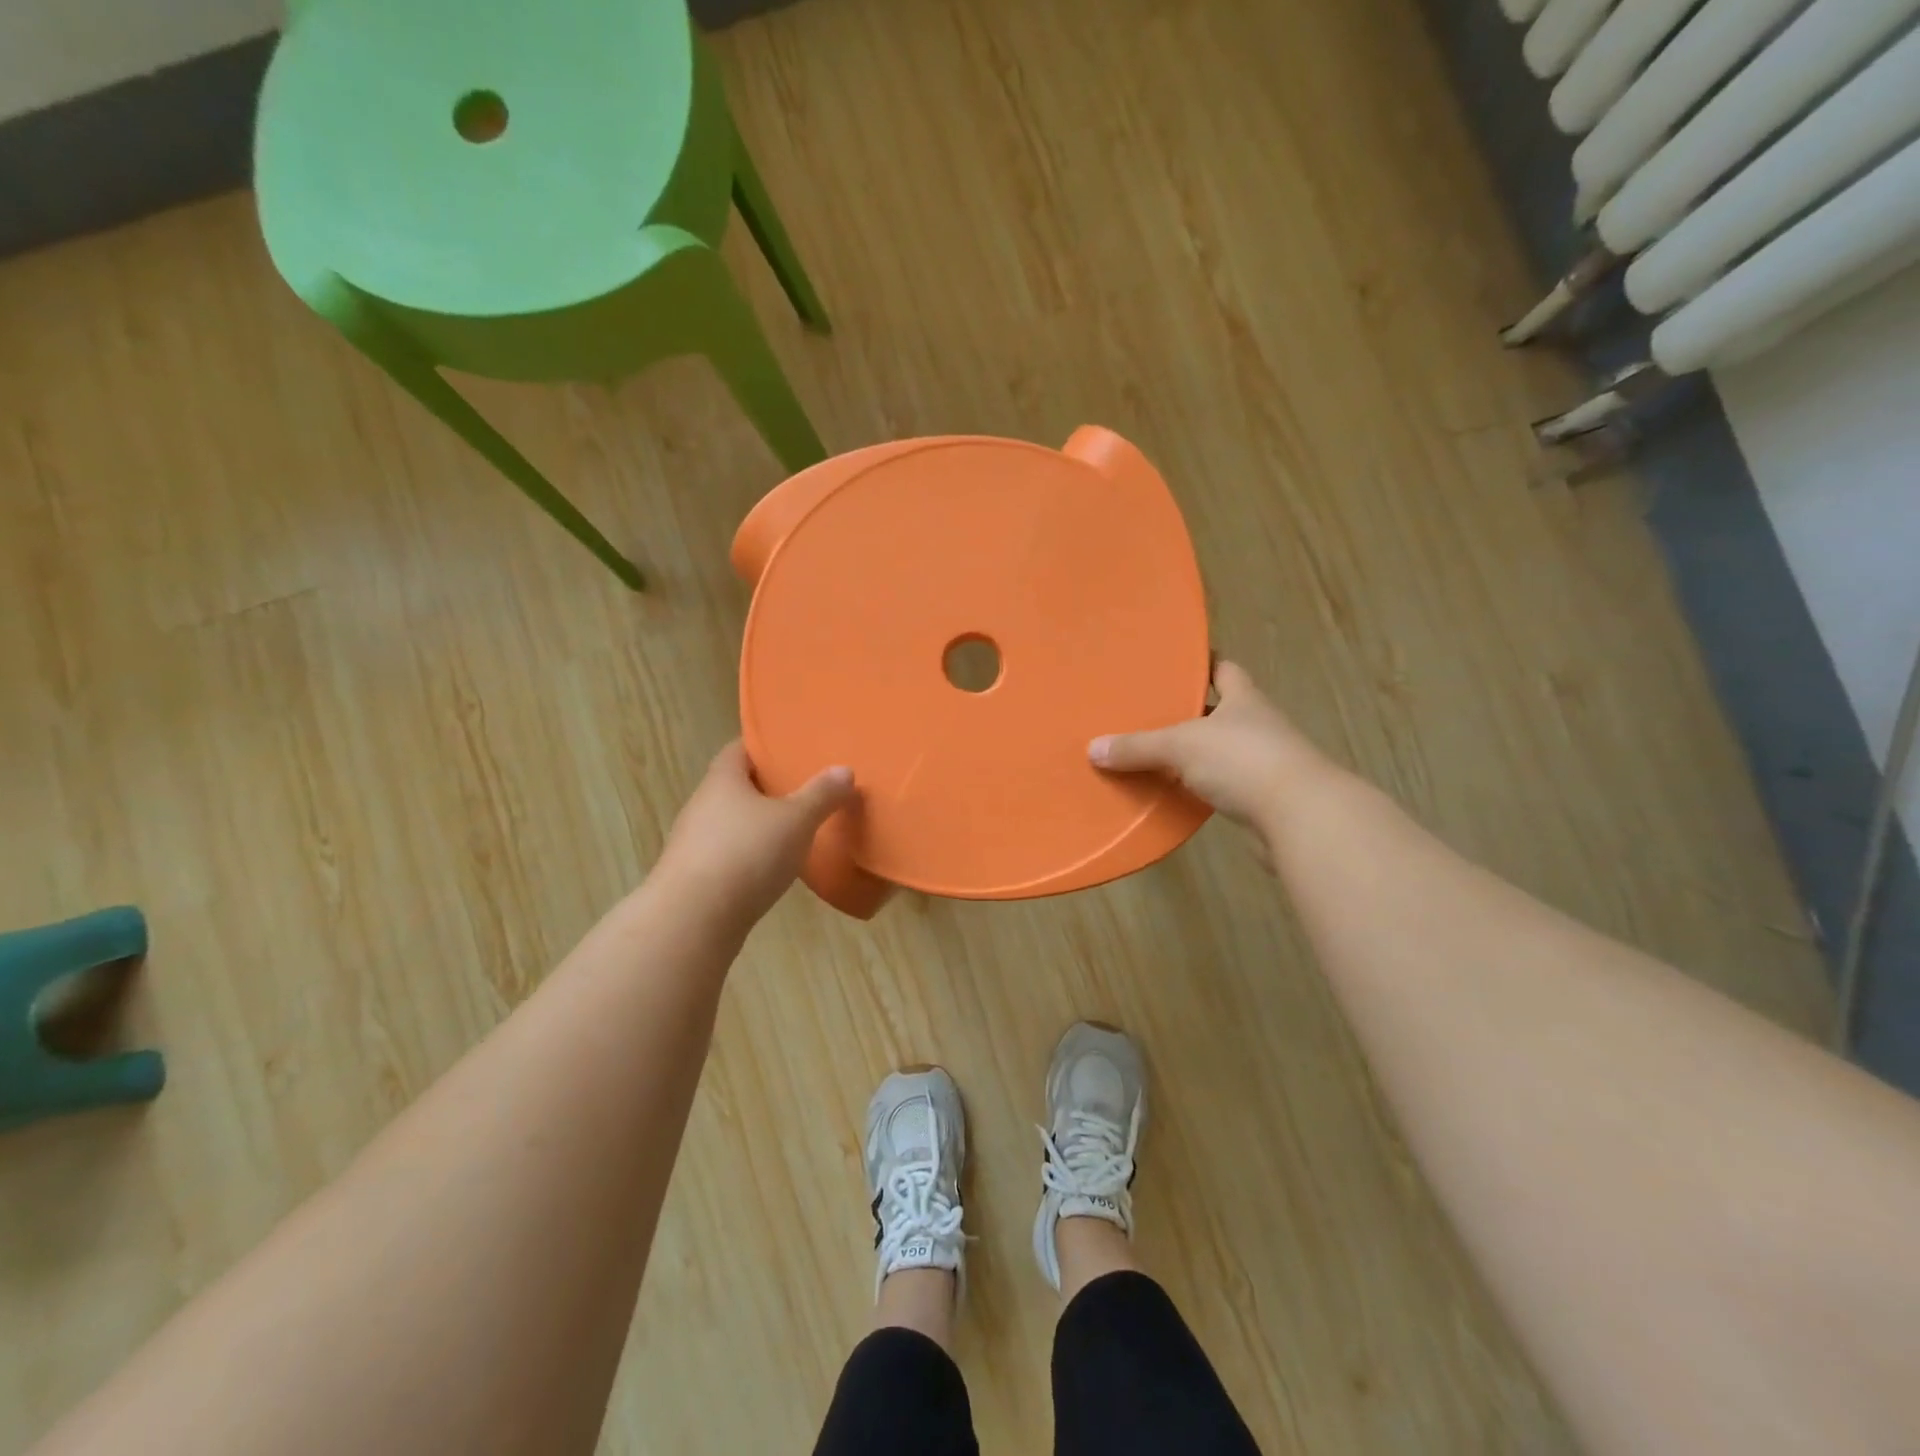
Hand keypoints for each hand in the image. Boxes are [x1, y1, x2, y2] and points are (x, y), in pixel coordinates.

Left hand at [656, 741, 856, 926]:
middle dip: (767, 788)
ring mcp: (694, 843)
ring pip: (732, 823)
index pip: (741, 749)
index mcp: (723, 780)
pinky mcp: (695, 877)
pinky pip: (728, 855)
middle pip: (737, 786)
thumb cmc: (746, 854)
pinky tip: (772, 869)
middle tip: (805, 789)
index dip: (766, 747)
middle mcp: (702, 805)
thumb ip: (821, 794)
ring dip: (758, 825)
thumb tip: (844, 770)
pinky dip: (750, 856)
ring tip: (795, 830)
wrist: (692, 921)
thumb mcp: (796, 820)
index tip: (793, 750)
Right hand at [1088, 661, 1325, 830]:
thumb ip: (1138, 747)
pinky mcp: (1262, 799)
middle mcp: (1258, 725)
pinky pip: (1223, 786)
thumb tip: (1093, 748)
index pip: (1225, 669)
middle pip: (1221, 711)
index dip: (1203, 662)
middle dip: (1190, 711)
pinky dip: (1201, 787)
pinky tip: (1174, 792)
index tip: (1174, 662)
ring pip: (1221, 751)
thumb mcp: (1181, 746)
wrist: (1300, 817)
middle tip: (1148, 711)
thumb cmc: (1243, 761)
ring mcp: (1264, 763)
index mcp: (1245, 699)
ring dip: (1195, 754)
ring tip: (1153, 753)